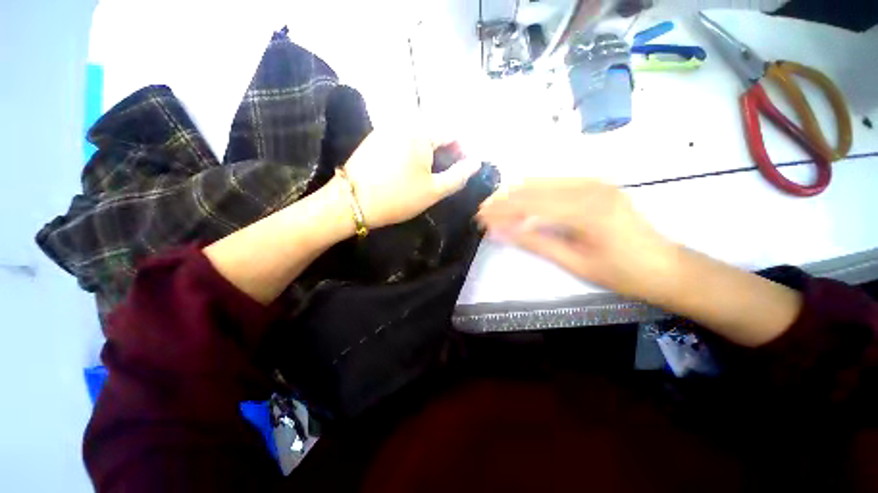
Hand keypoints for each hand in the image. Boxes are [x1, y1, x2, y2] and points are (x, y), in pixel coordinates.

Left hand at [342, 127, 481, 228]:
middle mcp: (403, 123)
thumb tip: (476, 162)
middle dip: (445, 152)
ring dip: (429, 153)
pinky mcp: (375, 139)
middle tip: (445, 176)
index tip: (462, 170)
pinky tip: (408, 170)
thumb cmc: (398, 197)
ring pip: (418, 137)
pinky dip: (412, 152)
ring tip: (428, 175)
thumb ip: (458, 175)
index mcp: (421, 132)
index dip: (462, 151)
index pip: (452, 133)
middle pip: (434, 133)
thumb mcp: (434, 190)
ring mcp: (386, 129)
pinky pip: (402, 140)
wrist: (351, 202)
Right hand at [477, 178, 678, 300]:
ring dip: (515, 193)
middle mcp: (589, 187)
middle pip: (532, 188)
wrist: (665, 266)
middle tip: (483, 212)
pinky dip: (532, 191)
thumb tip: (500, 232)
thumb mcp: (573, 262)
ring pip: (541, 181)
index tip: (480, 218)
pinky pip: (555, 182)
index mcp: (585, 209)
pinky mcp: (596, 184)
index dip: (501, 211)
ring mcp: (594, 181)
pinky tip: (520, 201)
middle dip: (503, 200)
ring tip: (495, 206)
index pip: (529, 204)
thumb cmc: (621, 272)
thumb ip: (534, 242)